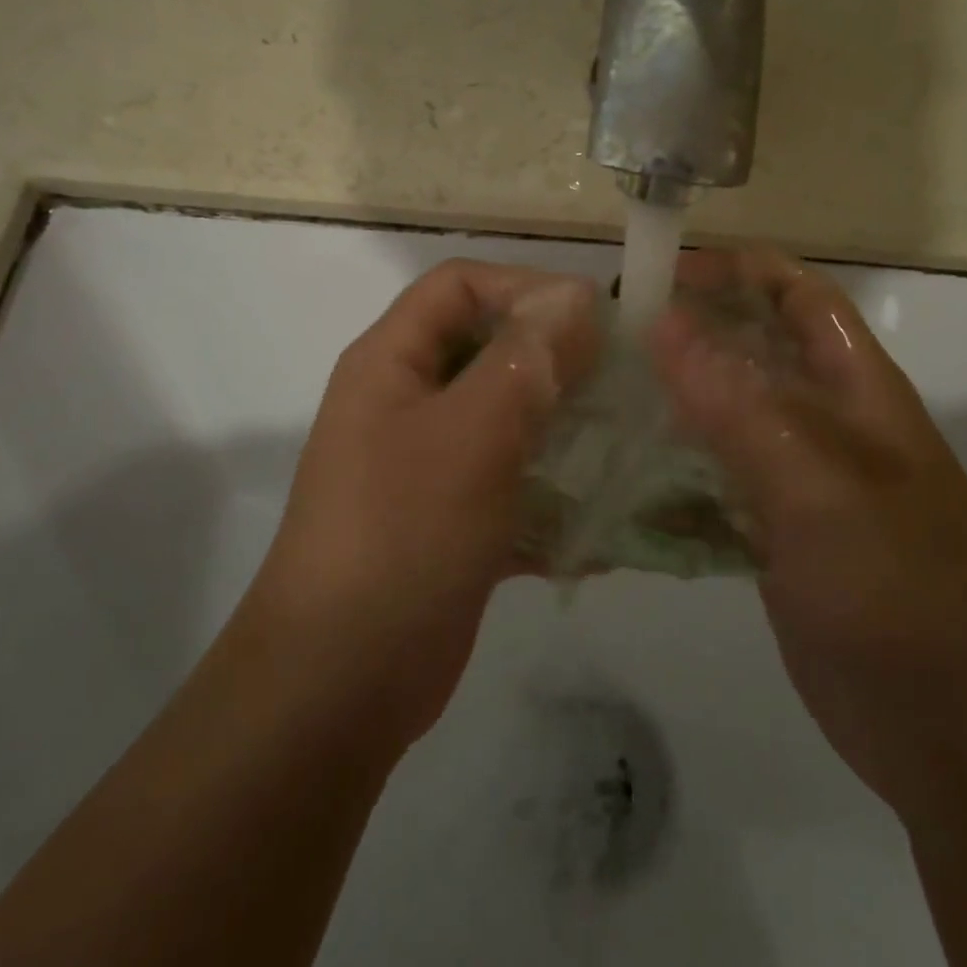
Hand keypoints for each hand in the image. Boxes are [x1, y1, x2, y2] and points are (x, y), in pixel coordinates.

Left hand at [237, 259, 599, 755]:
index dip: (526, 286)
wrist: (341, 681)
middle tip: (624, 382)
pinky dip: (551, 493)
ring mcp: (427, 464)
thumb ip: (525, 359)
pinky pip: (510, 482)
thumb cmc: (403, 535)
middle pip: (487, 349)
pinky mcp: (451, 519)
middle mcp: (406, 403)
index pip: (459, 285)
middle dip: (555, 359)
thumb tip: (576, 297)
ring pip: (505, 419)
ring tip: (625, 443)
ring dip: (562, 427)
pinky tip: (602, 519)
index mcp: (391, 363)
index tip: (597, 319)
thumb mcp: (470, 433)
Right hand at [649, 247, 966, 814]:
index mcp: (857, 393)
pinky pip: (716, 491)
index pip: (799, 297)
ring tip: (600, 404)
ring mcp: (801, 487)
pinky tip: (621, 490)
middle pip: (753, 356)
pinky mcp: (777, 540)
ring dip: (672, 409)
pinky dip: (672, 484)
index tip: (662, 273)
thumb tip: (663, 323)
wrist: (960, 737)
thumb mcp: (817, 485)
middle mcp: (829, 428)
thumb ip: (738, 404)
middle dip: (690, 338)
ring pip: (727, 423)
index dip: (738, 271)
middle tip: (608, 341)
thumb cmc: (901, 592)